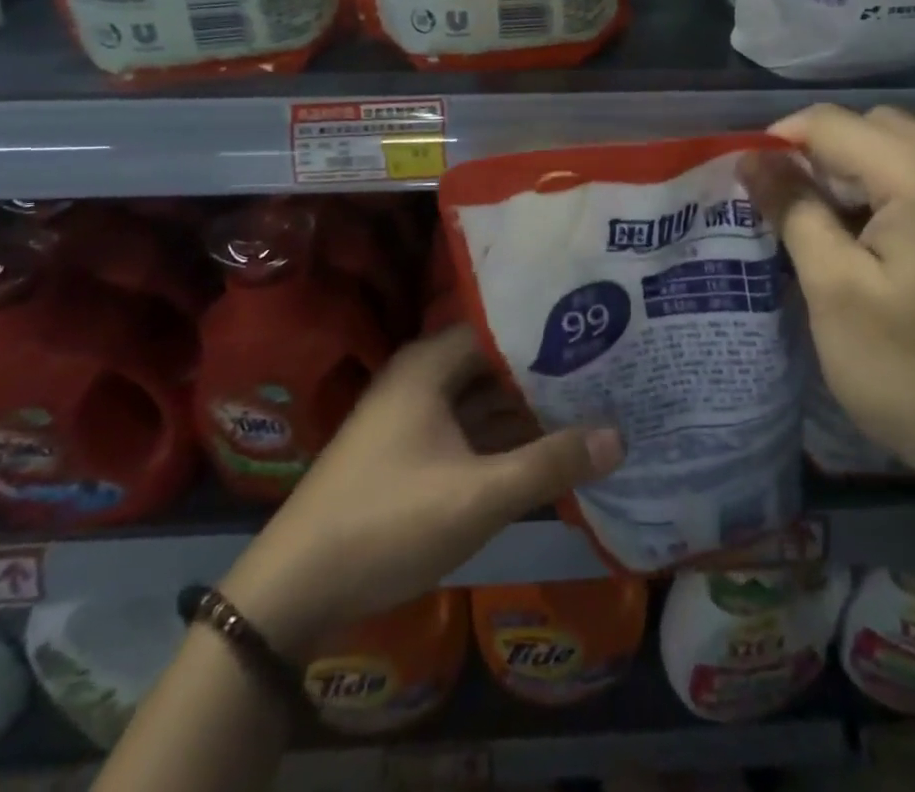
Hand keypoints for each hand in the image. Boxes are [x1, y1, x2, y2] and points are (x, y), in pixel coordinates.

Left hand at [220, 327, 623, 657]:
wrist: (296, 588)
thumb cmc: (388, 521)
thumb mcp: (478, 496)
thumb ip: (550, 463)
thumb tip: (619, 435)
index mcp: (431, 364)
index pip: (504, 327)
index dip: (553, 332)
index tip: (602, 337)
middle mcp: (423, 377)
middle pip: (497, 364)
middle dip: (548, 374)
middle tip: (610, 373)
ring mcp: (415, 415)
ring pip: (484, 400)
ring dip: (529, 409)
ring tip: (594, 408)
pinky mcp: (412, 451)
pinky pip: (470, 430)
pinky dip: (504, 438)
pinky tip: (547, 450)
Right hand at [740, 104, 914, 524]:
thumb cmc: (914, 375)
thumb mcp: (834, 291)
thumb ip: (793, 209)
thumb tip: (755, 159)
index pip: (835, 124)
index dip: (782, 140)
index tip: (752, 179)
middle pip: (879, 127)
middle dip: (827, 154)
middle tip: (795, 208)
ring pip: (913, 151)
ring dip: (865, 172)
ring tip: (837, 229)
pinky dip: (903, 192)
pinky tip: (888, 245)